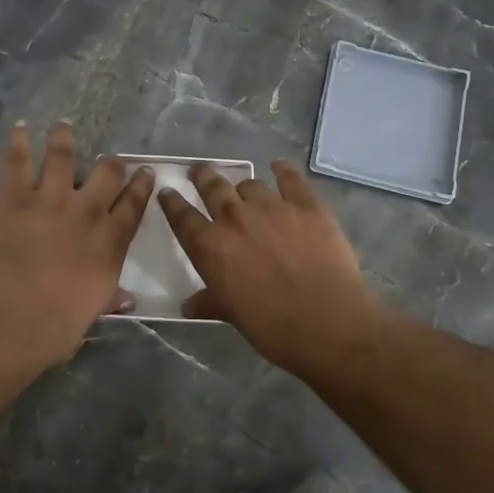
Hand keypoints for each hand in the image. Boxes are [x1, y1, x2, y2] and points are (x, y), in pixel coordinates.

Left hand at [0, 122, 153, 386]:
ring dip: (64, 139)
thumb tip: (127, 298)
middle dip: (112, 163)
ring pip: (62, 159)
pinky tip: (19, 127)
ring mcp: (50, 201)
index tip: (146, 172)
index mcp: (109, 243)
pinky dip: (17, 143)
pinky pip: (17, 164)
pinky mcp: (14, 200)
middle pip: (107, 175)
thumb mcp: (93, 312)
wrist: (13, 316)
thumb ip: (110, 297)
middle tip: (112, 158)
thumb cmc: (58, 324)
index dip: (142, 187)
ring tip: (64, 125)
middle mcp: (86, 213)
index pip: (133, 207)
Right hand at [158, 159, 380, 369]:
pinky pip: (290, 178)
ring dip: (243, 186)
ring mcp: (271, 207)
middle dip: (203, 177)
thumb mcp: (231, 315)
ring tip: (245, 188)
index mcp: (210, 246)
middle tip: (200, 171)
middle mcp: (235, 218)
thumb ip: (209, 302)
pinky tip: (279, 165)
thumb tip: (189, 306)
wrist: (326, 323)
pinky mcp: (306, 205)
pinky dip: (282, 169)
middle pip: (212, 187)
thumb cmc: (271, 327)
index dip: (172, 203)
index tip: (167, 192)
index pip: (182, 217)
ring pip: (249, 184)